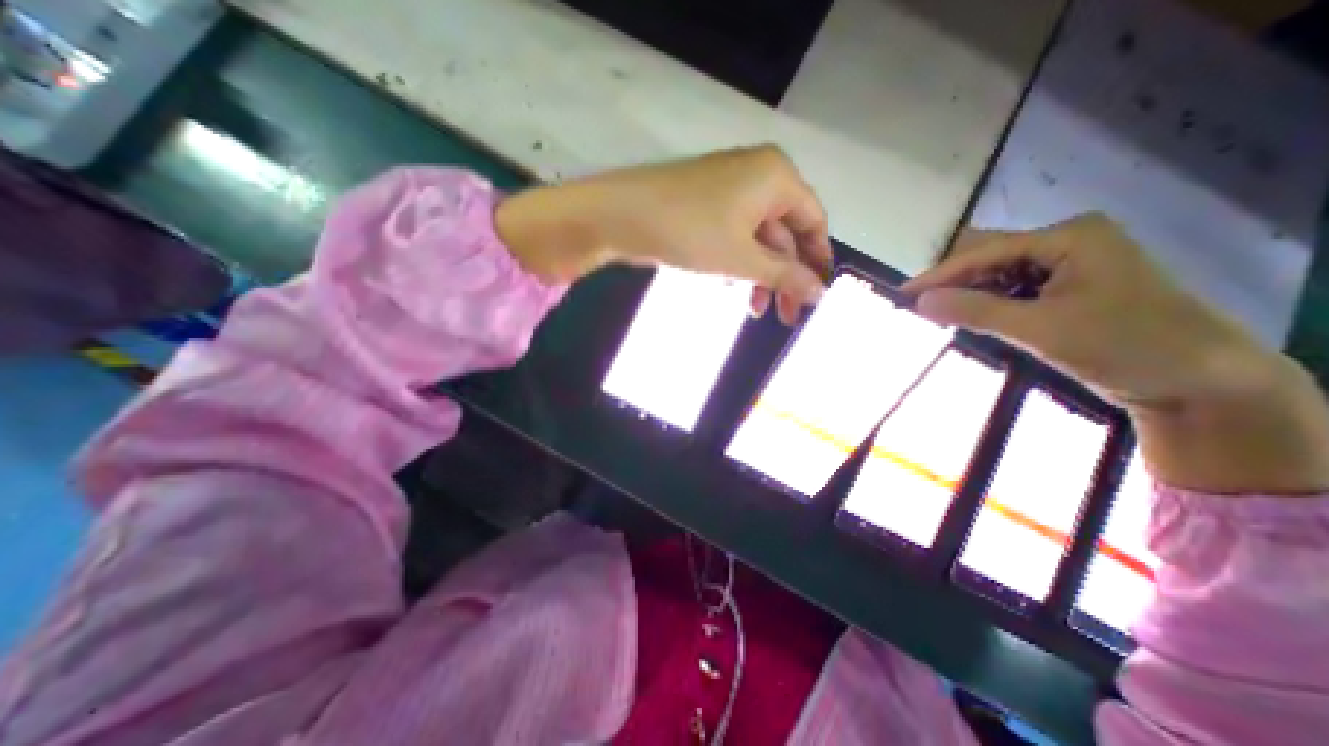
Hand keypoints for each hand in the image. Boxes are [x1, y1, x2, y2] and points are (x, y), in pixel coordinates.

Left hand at [496, 146, 826, 324]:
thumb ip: (785, 276)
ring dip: (759, 275)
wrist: (619, 215)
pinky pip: (735, 235)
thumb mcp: (742, 258)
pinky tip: (731, 285)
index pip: (813, 221)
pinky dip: (738, 262)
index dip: (817, 261)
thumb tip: (821, 294)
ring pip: (758, 238)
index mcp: (776, 177)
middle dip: (784, 277)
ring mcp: (729, 189)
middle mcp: (758, 175)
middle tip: (783, 317)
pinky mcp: (707, 204)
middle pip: (785, 233)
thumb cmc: (689, 231)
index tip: (815, 297)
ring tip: (754, 309)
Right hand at [905, 214, 1327, 493]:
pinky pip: (1012, 290)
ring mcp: (1068, 265)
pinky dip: (987, 304)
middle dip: (952, 282)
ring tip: (938, 316)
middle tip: (919, 307)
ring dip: (968, 294)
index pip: (984, 253)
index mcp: (1069, 238)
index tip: (902, 295)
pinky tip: (970, 318)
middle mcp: (1066, 243)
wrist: (1200, 381)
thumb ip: (975, 311)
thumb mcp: (1040, 329)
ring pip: (997, 275)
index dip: (940, 275)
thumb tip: (919, 302)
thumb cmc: (1125, 346)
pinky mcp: (1066, 288)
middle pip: (989, 258)